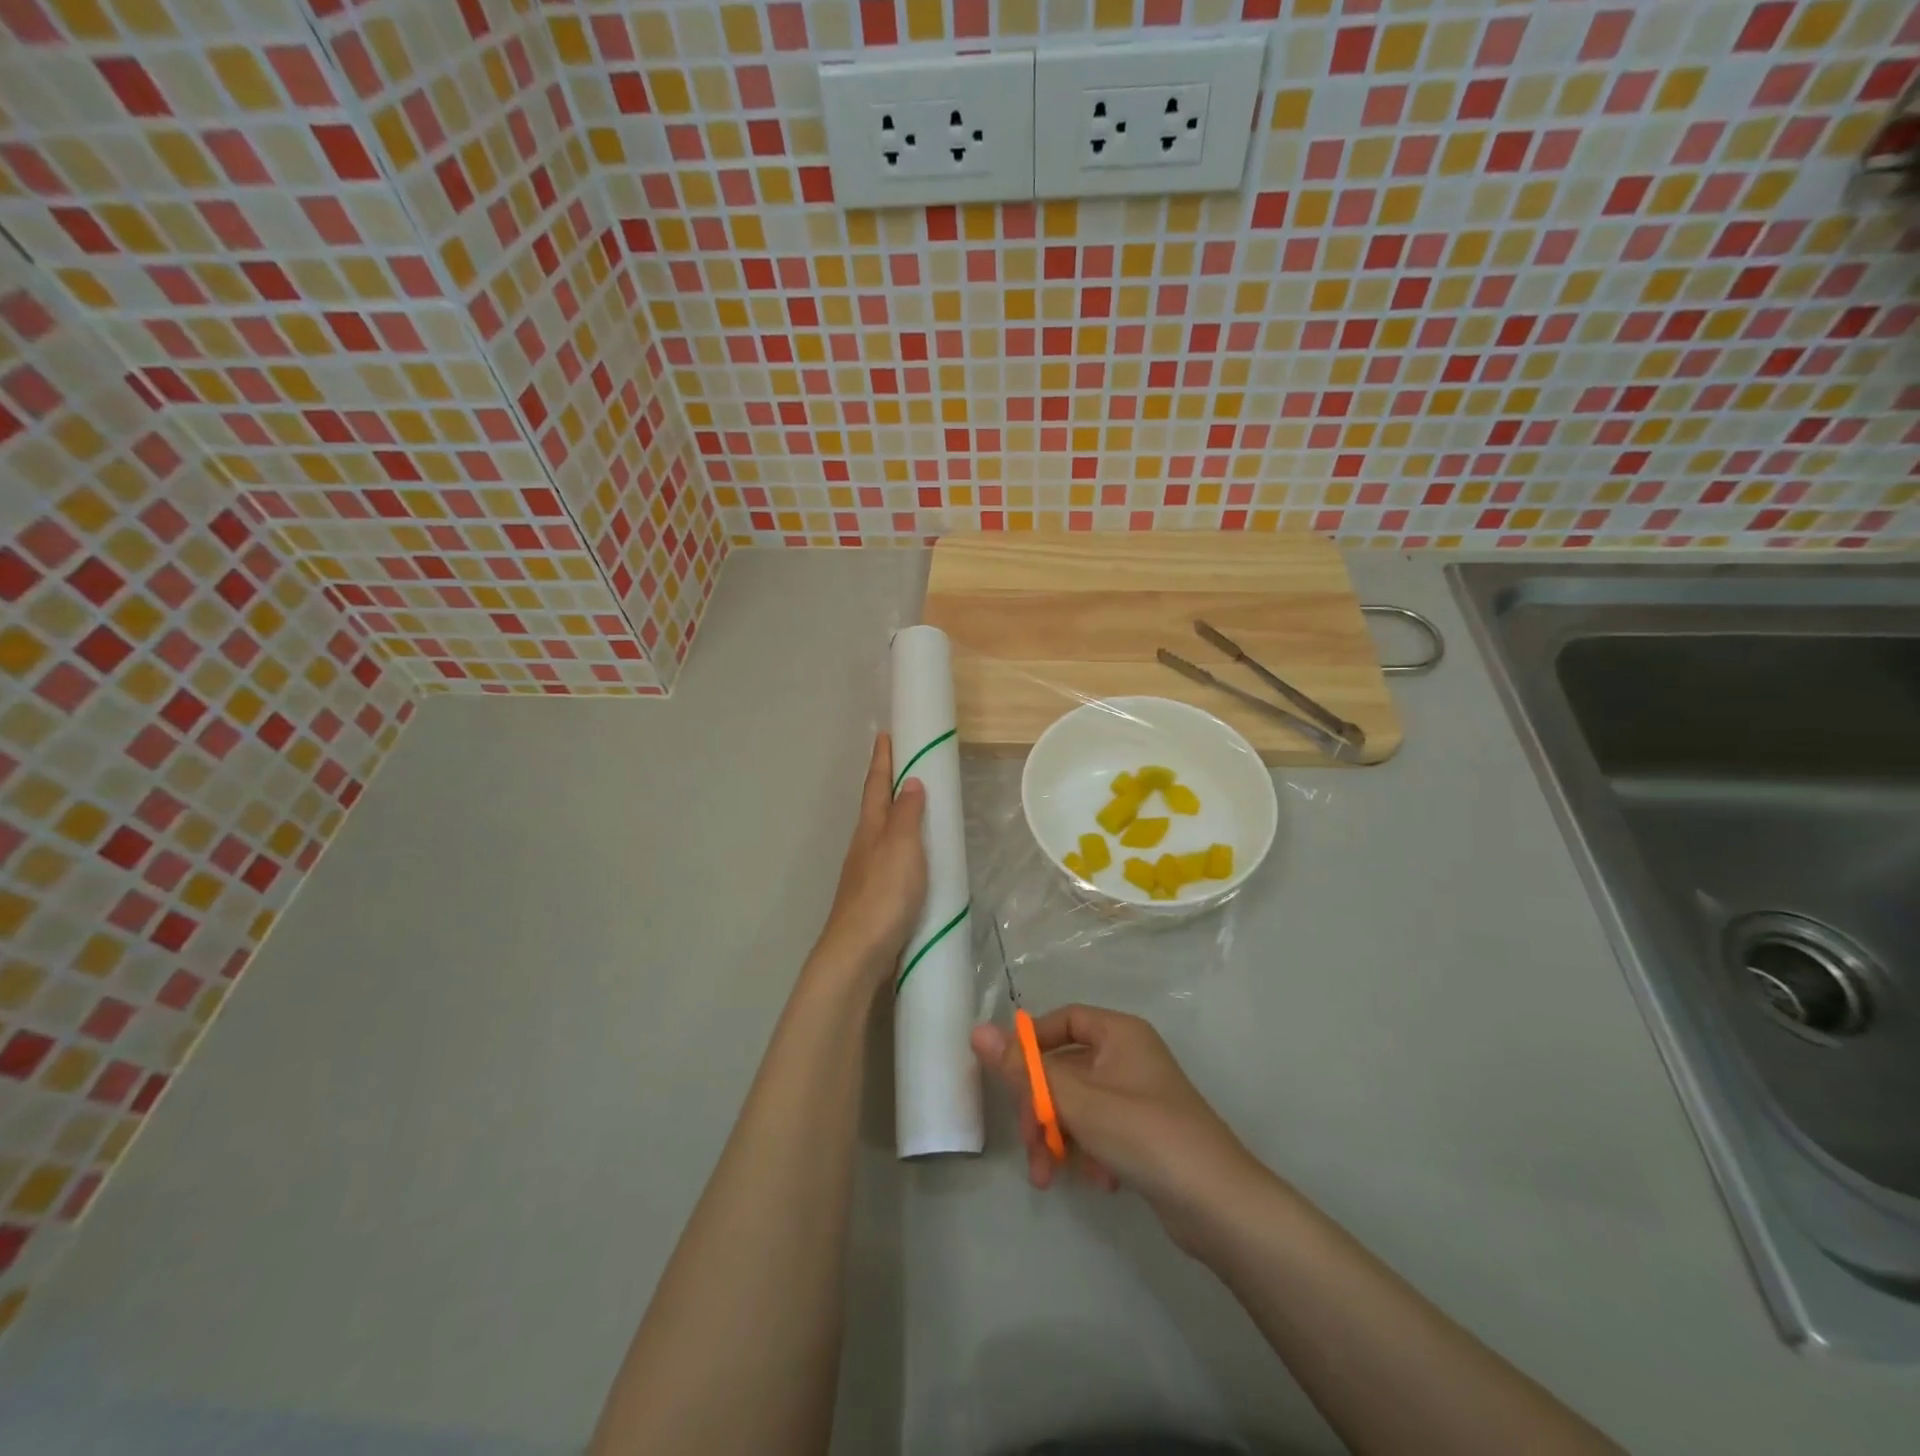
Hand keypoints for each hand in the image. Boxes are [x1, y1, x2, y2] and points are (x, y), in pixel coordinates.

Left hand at [812, 732, 927, 987]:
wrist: (859, 952)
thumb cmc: (883, 894)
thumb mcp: (901, 848)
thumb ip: (908, 816)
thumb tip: (910, 781)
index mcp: (871, 829)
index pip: (877, 785)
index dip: (882, 760)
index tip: (885, 734)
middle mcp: (864, 846)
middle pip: (875, 807)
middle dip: (886, 783)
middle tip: (902, 763)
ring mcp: (866, 872)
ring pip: (881, 833)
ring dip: (894, 814)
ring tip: (913, 805)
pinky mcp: (875, 896)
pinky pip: (890, 858)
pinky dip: (901, 845)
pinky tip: (912, 856)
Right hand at [971, 1004, 1264, 1247]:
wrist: (1219, 1205)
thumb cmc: (1146, 1134)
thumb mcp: (1078, 1101)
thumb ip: (1025, 1069)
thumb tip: (976, 1030)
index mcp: (1120, 1033)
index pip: (1064, 1019)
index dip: (1032, 1043)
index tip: (1008, 1075)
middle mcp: (1128, 1057)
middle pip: (1065, 1068)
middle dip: (1041, 1108)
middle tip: (1030, 1143)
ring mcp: (1137, 1096)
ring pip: (1078, 1104)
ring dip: (1058, 1136)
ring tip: (1050, 1175)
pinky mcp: (1143, 1133)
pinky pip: (1098, 1129)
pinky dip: (1087, 1151)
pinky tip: (1097, 1179)